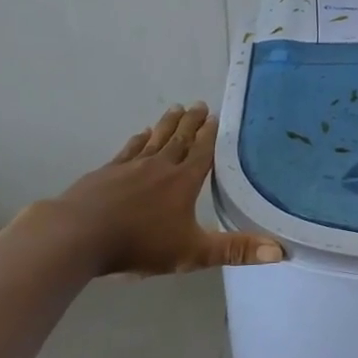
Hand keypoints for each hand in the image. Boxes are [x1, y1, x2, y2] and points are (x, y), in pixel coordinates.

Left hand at [44, 104, 282, 276]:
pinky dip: (137, 140)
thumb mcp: (193, 253)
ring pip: (155, 140)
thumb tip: (280, 252)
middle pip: (180, 139)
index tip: (217, 116)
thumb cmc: (139, 244)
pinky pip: (127, 151)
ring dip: (167, 124)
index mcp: (183, 182)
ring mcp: (129, 167)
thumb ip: (235, 250)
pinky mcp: (105, 173)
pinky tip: (140, 135)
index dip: (212, 135)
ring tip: (175, 109)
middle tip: (199, 104)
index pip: (202, 152)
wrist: (77, 235)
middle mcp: (159, 167)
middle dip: (192, 122)